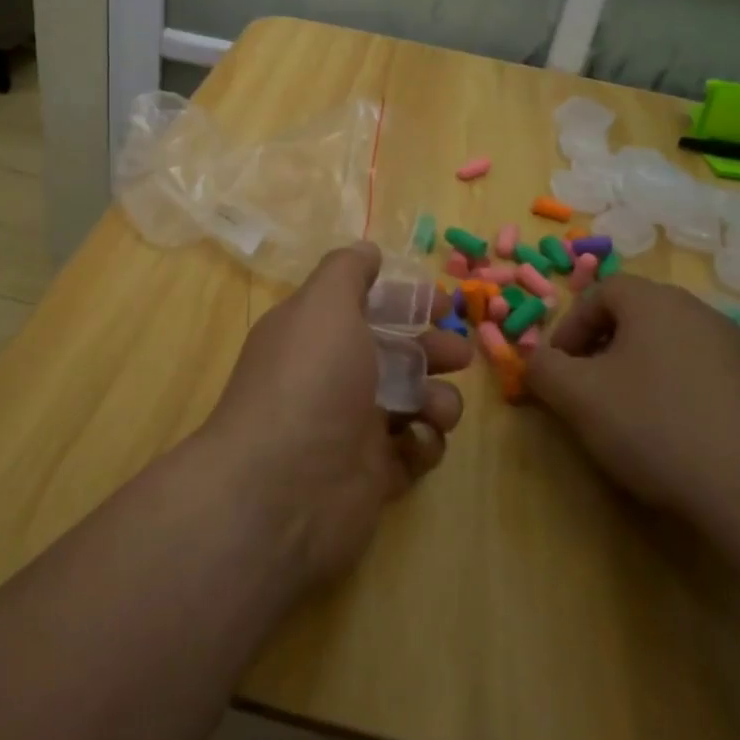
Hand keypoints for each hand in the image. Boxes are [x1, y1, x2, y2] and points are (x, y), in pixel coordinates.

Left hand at [199, 243, 469, 586]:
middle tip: (458, 354)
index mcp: (317, 334)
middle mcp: (333, 377)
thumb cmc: (309, 382)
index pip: (367, 307)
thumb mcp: (324, 306)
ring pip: (413, 401)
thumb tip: (366, 249)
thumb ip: (347, 272)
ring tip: (435, 408)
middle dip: (433, 349)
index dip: (405, 301)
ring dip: (437, 398)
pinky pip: (413, 450)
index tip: (441, 302)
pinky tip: (416, 444)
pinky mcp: (373, 476)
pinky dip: (423, 443)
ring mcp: (353, 428)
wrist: (282, 491)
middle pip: (396, 353)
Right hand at [525, 277, 739, 532]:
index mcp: (656, 302)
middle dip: (601, 347)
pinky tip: (673, 434)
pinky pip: (700, 373)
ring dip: (637, 369)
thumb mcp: (578, 397)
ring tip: (627, 414)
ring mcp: (737, 348)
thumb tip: (534, 359)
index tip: (560, 367)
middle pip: (636, 315)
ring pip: (668, 344)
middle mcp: (699, 312)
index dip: (571, 326)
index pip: (601, 291)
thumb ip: (543, 368)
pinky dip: (675, 390)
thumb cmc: (655, 428)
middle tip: (587, 388)